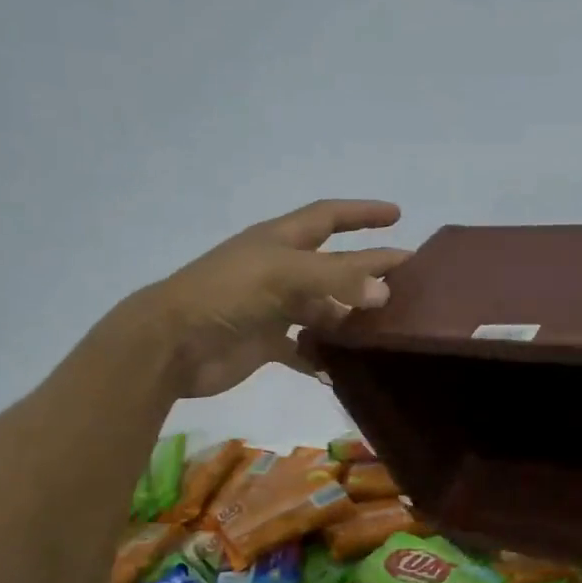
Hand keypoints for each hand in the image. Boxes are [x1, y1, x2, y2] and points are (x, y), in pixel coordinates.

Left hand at [139, 199, 411, 397]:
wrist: (172, 344)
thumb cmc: (226, 294)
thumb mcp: (283, 274)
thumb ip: (335, 279)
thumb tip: (384, 291)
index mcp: (280, 241)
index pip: (328, 217)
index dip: (362, 213)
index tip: (397, 215)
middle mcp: (280, 270)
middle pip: (334, 267)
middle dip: (368, 270)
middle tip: (409, 280)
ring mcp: (273, 308)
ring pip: (323, 309)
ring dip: (350, 318)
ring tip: (386, 329)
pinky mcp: (266, 343)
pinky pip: (304, 349)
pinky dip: (322, 358)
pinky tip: (343, 368)